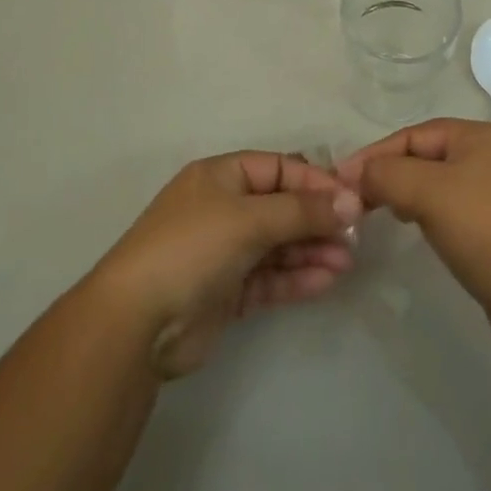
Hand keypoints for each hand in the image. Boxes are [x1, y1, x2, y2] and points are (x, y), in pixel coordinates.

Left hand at [91, 151, 361, 378]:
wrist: (136, 322)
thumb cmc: (192, 247)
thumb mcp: (250, 218)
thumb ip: (303, 210)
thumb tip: (351, 201)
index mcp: (220, 177)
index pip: (278, 168)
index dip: (315, 181)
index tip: (350, 199)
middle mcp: (223, 209)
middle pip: (281, 207)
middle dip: (318, 219)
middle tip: (354, 236)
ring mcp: (224, 252)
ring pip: (279, 244)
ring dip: (312, 250)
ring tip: (347, 261)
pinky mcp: (226, 292)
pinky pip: (270, 277)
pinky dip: (297, 277)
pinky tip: (326, 280)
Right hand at [338, 119, 490, 356]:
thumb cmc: (489, 232)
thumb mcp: (430, 194)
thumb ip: (388, 175)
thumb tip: (357, 173)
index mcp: (481, 136)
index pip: (415, 135)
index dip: (376, 154)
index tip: (341, 179)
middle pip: (428, 156)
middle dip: (392, 174)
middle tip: (357, 199)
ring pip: (441, 184)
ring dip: (410, 195)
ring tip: (382, 213)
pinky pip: (457, 209)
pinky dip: (432, 215)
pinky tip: (420, 232)